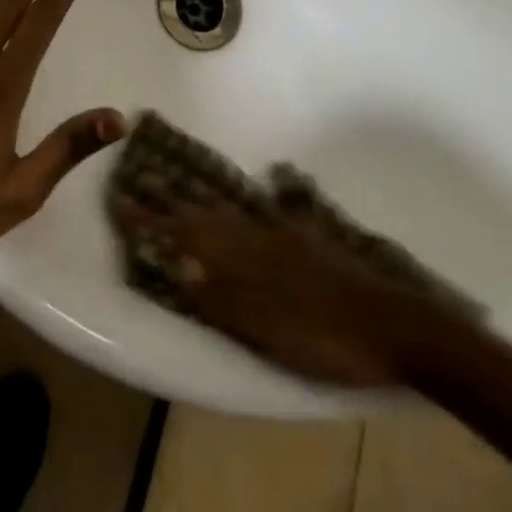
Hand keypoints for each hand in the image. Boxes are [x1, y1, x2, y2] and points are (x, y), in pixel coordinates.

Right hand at [112, 189, 428, 386]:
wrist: (393, 324)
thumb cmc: (324, 338)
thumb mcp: (267, 330)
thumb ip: (222, 296)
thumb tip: (177, 262)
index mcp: (243, 259)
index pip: (185, 234)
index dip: (151, 220)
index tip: (119, 198)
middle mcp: (259, 234)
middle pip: (205, 211)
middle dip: (170, 195)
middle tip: (141, 174)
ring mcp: (287, 231)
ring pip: (235, 204)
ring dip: (206, 191)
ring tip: (184, 174)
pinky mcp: (311, 236)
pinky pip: (278, 206)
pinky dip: (267, 192)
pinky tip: (275, 175)